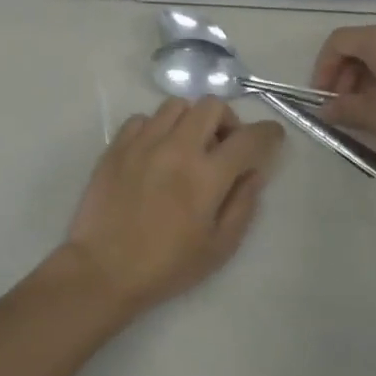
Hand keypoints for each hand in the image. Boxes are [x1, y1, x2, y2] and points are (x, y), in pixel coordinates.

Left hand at [63, 99, 285, 315]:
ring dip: (191, 121)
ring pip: (177, 105)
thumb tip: (255, 172)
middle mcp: (177, 148)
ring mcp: (143, 142)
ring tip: (187, 146)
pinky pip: (143, 119)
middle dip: (227, 121)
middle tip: (223, 147)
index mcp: (207, 175)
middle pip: (212, 106)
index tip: (272, 137)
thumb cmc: (167, 266)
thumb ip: (243, 204)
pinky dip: (157, 128)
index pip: (249, 138)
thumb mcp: (219, 247)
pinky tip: (155, 152)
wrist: (103, 270)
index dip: (268, 133)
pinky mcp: (117, 146)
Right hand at [312, 23, 375, 161]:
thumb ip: (343, 109)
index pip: (338, 42)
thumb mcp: (375, 116)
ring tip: (368, 109)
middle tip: (343, 106)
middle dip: (344, 75)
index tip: (322, 97)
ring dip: (367, 77)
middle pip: (360, 45)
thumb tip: (324, 110)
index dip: (323, 68)